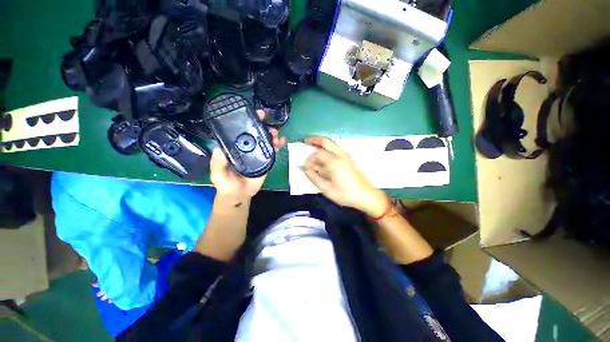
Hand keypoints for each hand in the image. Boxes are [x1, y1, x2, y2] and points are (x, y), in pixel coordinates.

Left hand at [210, 110, 286, 200]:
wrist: (240, 194)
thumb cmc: (226, 184)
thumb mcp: (218, 174)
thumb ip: (218, 164)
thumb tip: (218, 149)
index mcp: (235, 147)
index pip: (240, 131)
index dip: (246, 121)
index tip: (251, 113)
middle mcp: (247, 147)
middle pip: (255, 133)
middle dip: (261, 124)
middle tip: (265, 118)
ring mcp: (258, 153)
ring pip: (266, 140)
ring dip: (271, 134)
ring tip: (275, 133)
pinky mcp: (267, 160)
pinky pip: (273, 151)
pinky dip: (278, 145)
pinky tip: (282, 141)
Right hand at [303, 136, 387, 216]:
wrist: (366, 196)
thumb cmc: (345, 194)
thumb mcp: (327, 189)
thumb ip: (314, 178)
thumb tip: (306, 169)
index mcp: (334, 162)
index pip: (318, 154)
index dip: (310, 158)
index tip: (305, 166)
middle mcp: (341, 155)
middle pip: (326, 141)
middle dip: (315, 139)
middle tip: (305, 140)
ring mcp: (346, 156)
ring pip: (332, 144)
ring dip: (322, 143)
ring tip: (313, 145)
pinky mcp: (349, 159)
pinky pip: (336, 149)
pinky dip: (328, 148)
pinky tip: (323, 154)